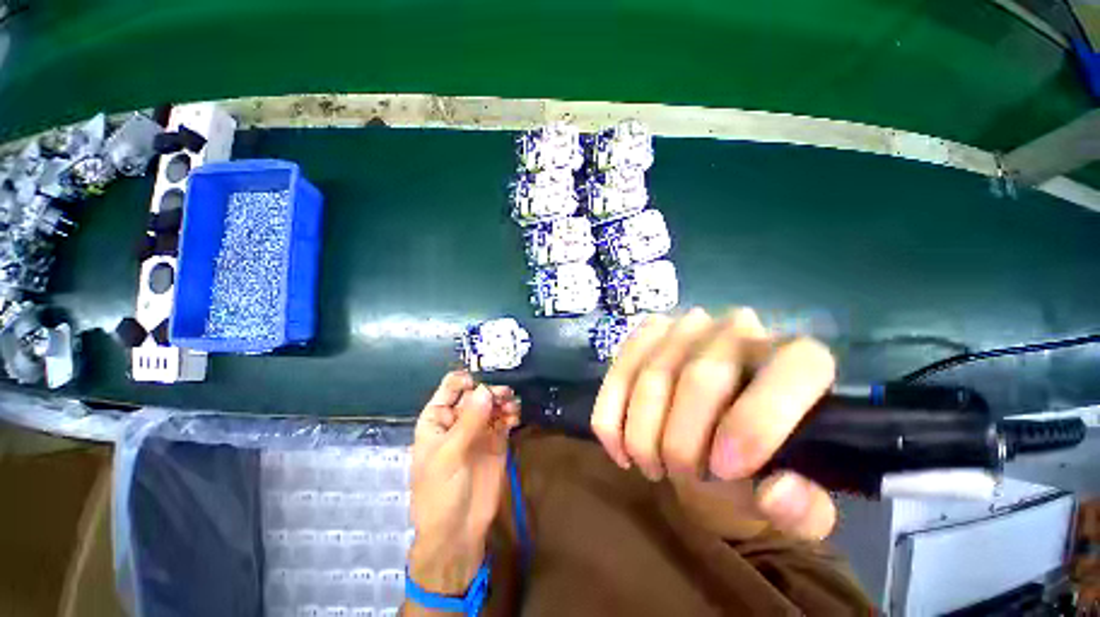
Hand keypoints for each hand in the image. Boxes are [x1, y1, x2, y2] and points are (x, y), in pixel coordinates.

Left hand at [409, 371, 519, 593]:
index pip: (451, 388)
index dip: (466, 381)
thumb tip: (486, 389)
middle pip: (477, 393)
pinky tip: (515, 417)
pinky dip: (511, 414)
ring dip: (503, 401)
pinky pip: (504, 419)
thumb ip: (469, 421)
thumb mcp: (449, 455)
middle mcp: (458, 419)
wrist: (458, 532)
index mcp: (437, 419)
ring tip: (511, 408)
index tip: (482, 383)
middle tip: (504, 396)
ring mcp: (478, 429)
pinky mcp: (496, 440)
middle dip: (490, 391)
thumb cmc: (440, 492)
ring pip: (492, 404)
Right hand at [591, 307, 837, 539]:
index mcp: (800, 359)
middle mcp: (741, 328)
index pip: (791, 370)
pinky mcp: (646, 333)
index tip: (724, 470)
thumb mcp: (795, 504)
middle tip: (680, 476)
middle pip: (701, 376)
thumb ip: (804, 510)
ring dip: (642, 433)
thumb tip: (776, 493)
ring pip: (652, 374)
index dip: (756, 423)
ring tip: (651, 466)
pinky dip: (611, 415)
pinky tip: (619, 448)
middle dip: (682, 440)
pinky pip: (619, 370)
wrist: (714, 433)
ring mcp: (686, 325)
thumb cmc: (760, 466)